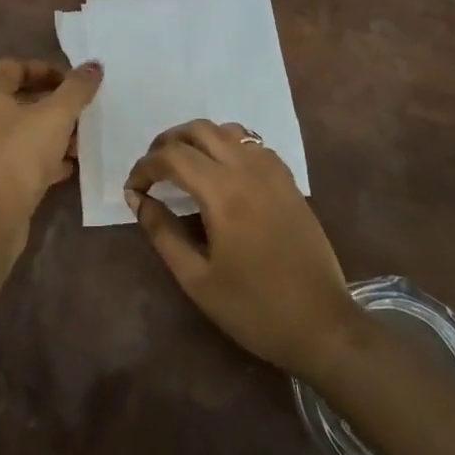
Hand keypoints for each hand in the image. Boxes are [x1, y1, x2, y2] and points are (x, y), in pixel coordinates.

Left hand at [0, 58, 102, 282]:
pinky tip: (64, 169)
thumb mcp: (56, 116)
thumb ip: (77, 89)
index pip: (13, 67)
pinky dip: (37, 160)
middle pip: (15, 100)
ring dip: (47, 135)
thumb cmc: (18, 154)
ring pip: (15, 133)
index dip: (46, 70)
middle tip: (80, 113)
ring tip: (78, 143)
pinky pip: (12, 160)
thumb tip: (94, 65)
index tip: (73, 83)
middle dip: (51, 106)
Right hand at [126, 120, 364, 380]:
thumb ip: (162, 233)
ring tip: (182, 166)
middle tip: (152, 171)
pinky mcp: (288, 180)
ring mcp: (273, 171)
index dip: (144, 167)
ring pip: (226, 130)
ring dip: (197, 139)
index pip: (173, 157)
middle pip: (198, 130)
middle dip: (167, 144)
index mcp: (223, 194)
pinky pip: (251, 143)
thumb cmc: (253, 308)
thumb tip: (138, 199)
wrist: (321, 324)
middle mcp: (248, 170)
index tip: (133, 189)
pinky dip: (226, 145)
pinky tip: (219, 172)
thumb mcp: (197, 279)